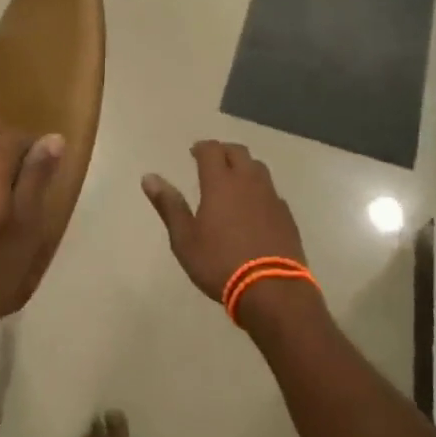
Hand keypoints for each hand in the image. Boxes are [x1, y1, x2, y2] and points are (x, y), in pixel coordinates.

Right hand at [142, 141, 305, 302]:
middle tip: (212, 162)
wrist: (271, 289)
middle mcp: (248, 181)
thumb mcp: (185, 238)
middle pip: (238, 152)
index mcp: (220, 182)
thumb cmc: (219, 262)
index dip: (201, 147)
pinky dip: (260, 190)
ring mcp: (271, 197)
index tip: (193, 153)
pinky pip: (272, 192)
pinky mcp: (286, 215)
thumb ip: (169, 205)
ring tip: (234, 181)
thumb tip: (149, 177)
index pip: (211, 150)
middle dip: (224, 152)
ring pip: (258, 168)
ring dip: (244, 167)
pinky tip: (255, 207)